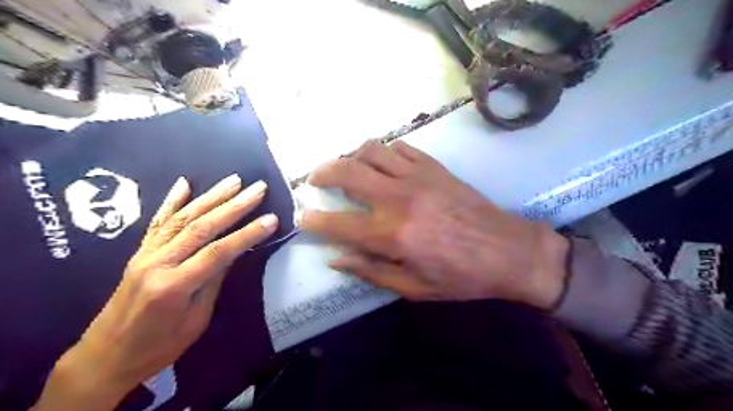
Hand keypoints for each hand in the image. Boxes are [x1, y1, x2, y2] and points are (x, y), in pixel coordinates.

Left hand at [31, 176, 279, 409]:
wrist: (104, 358)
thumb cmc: (158, 348)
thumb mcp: (195, 321)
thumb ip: (213, 283)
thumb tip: (233, 253)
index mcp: (174, 286)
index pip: (219, 252)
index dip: (247, 234)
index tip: (271, 219)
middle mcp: (157, 263)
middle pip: (202, 227)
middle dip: (234, 206)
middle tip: (257, 189)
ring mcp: (145, 254)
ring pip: (182, 218)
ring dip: (211, 196)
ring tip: (234, 180)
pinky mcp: (139, 252)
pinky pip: (157, 222)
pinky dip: (172, 201)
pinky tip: (184, 183)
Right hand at [297, 141, 564, 310]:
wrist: (508, 251)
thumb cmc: (461, 276)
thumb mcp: (414, 288)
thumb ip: (371, 271)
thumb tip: (337, 259)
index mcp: (392, 234)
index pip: (338, 223)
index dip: (314, 221)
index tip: (304, 218)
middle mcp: (398, 198)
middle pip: (347, 172)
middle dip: (322, 173)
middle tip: (315, 179)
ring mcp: (417, 177)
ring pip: (371, 150)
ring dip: (351, 156)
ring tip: (347, 167)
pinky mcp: (434, 167)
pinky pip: (401, 147)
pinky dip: (384, 151)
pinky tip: (383, 162)